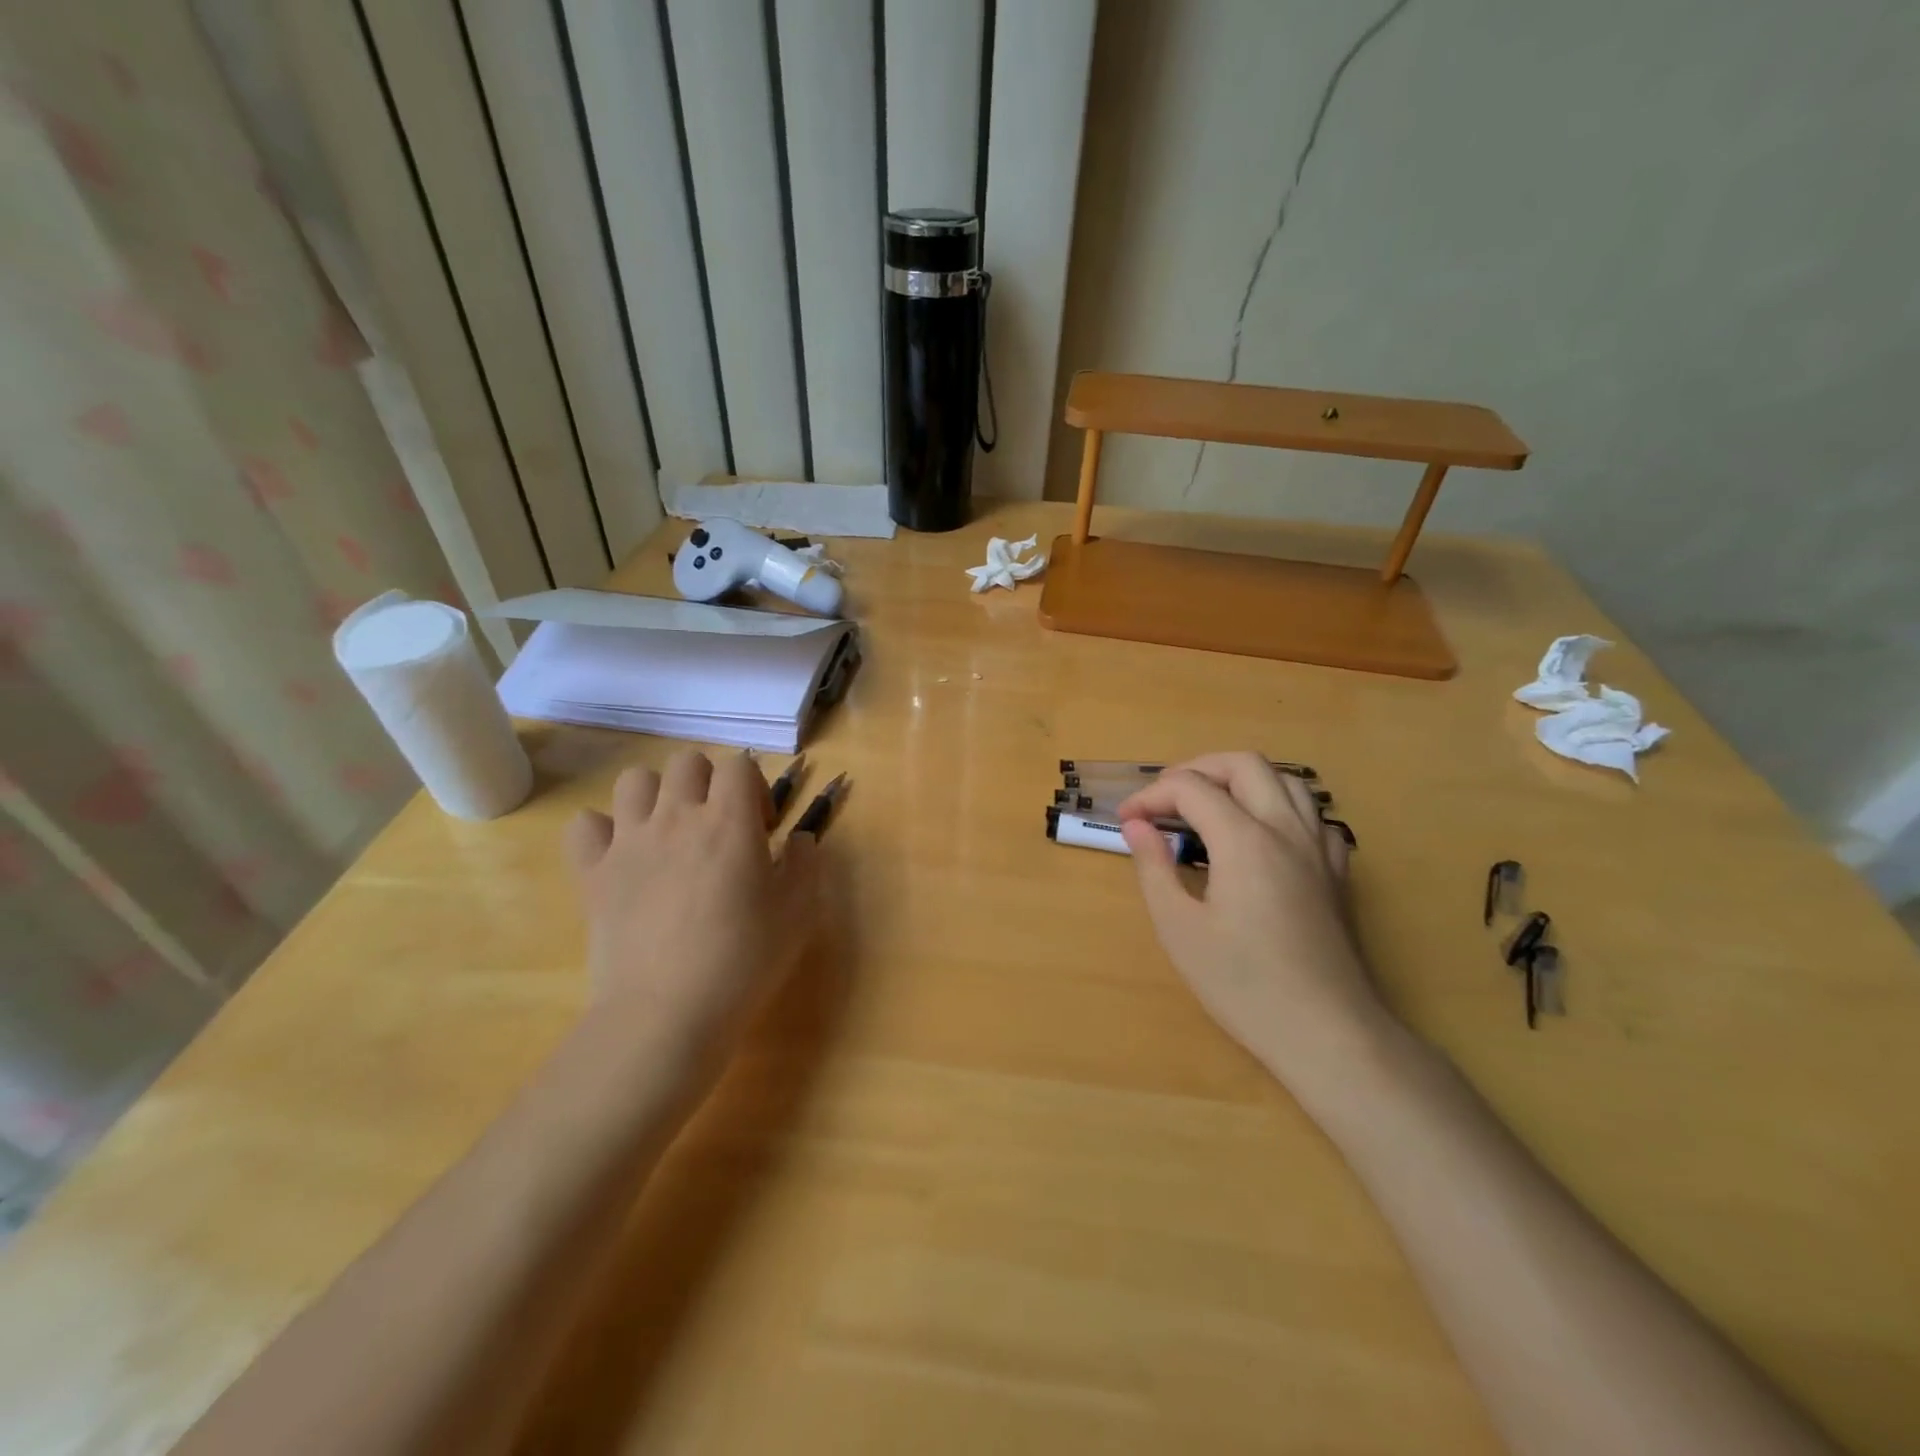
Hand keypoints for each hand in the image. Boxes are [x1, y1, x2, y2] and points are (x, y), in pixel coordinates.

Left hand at [564, 750, 820, 1062]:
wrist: (667, 1013)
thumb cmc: (743, 960)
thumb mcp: (799, 912)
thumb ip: (806, 864)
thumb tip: (799, 840)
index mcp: (729, 821)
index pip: (739, 764)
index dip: (754, 786)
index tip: (762, 828)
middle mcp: (675, 817)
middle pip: (687, 762)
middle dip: (709, 783)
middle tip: (719, 827)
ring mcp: (628, 841)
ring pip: (634, 780)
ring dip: (657, 796)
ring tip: (670, 833)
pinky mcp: (592, 873)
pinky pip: (584, 825)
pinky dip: (602, 831)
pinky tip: (621, 856)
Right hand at [1117, 753, 1392, 1091]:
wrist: (1326, 1032)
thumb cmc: (1243, 984)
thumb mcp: (1179, 929)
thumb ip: (1154, 867)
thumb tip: (1136, 826)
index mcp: (1244, 840)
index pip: (1190, 788)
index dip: (1151, 795)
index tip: (1126, 820)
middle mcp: (1286, 829)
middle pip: (1243, 764)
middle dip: (1196, 769)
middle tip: (1165, 799)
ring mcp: (1319, 848)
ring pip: (1286, 780)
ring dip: (1241, 779)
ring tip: (1210, 805)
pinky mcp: (1337, 871)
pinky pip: (1313, 814)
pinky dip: (1281, 806)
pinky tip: (1263, 834)